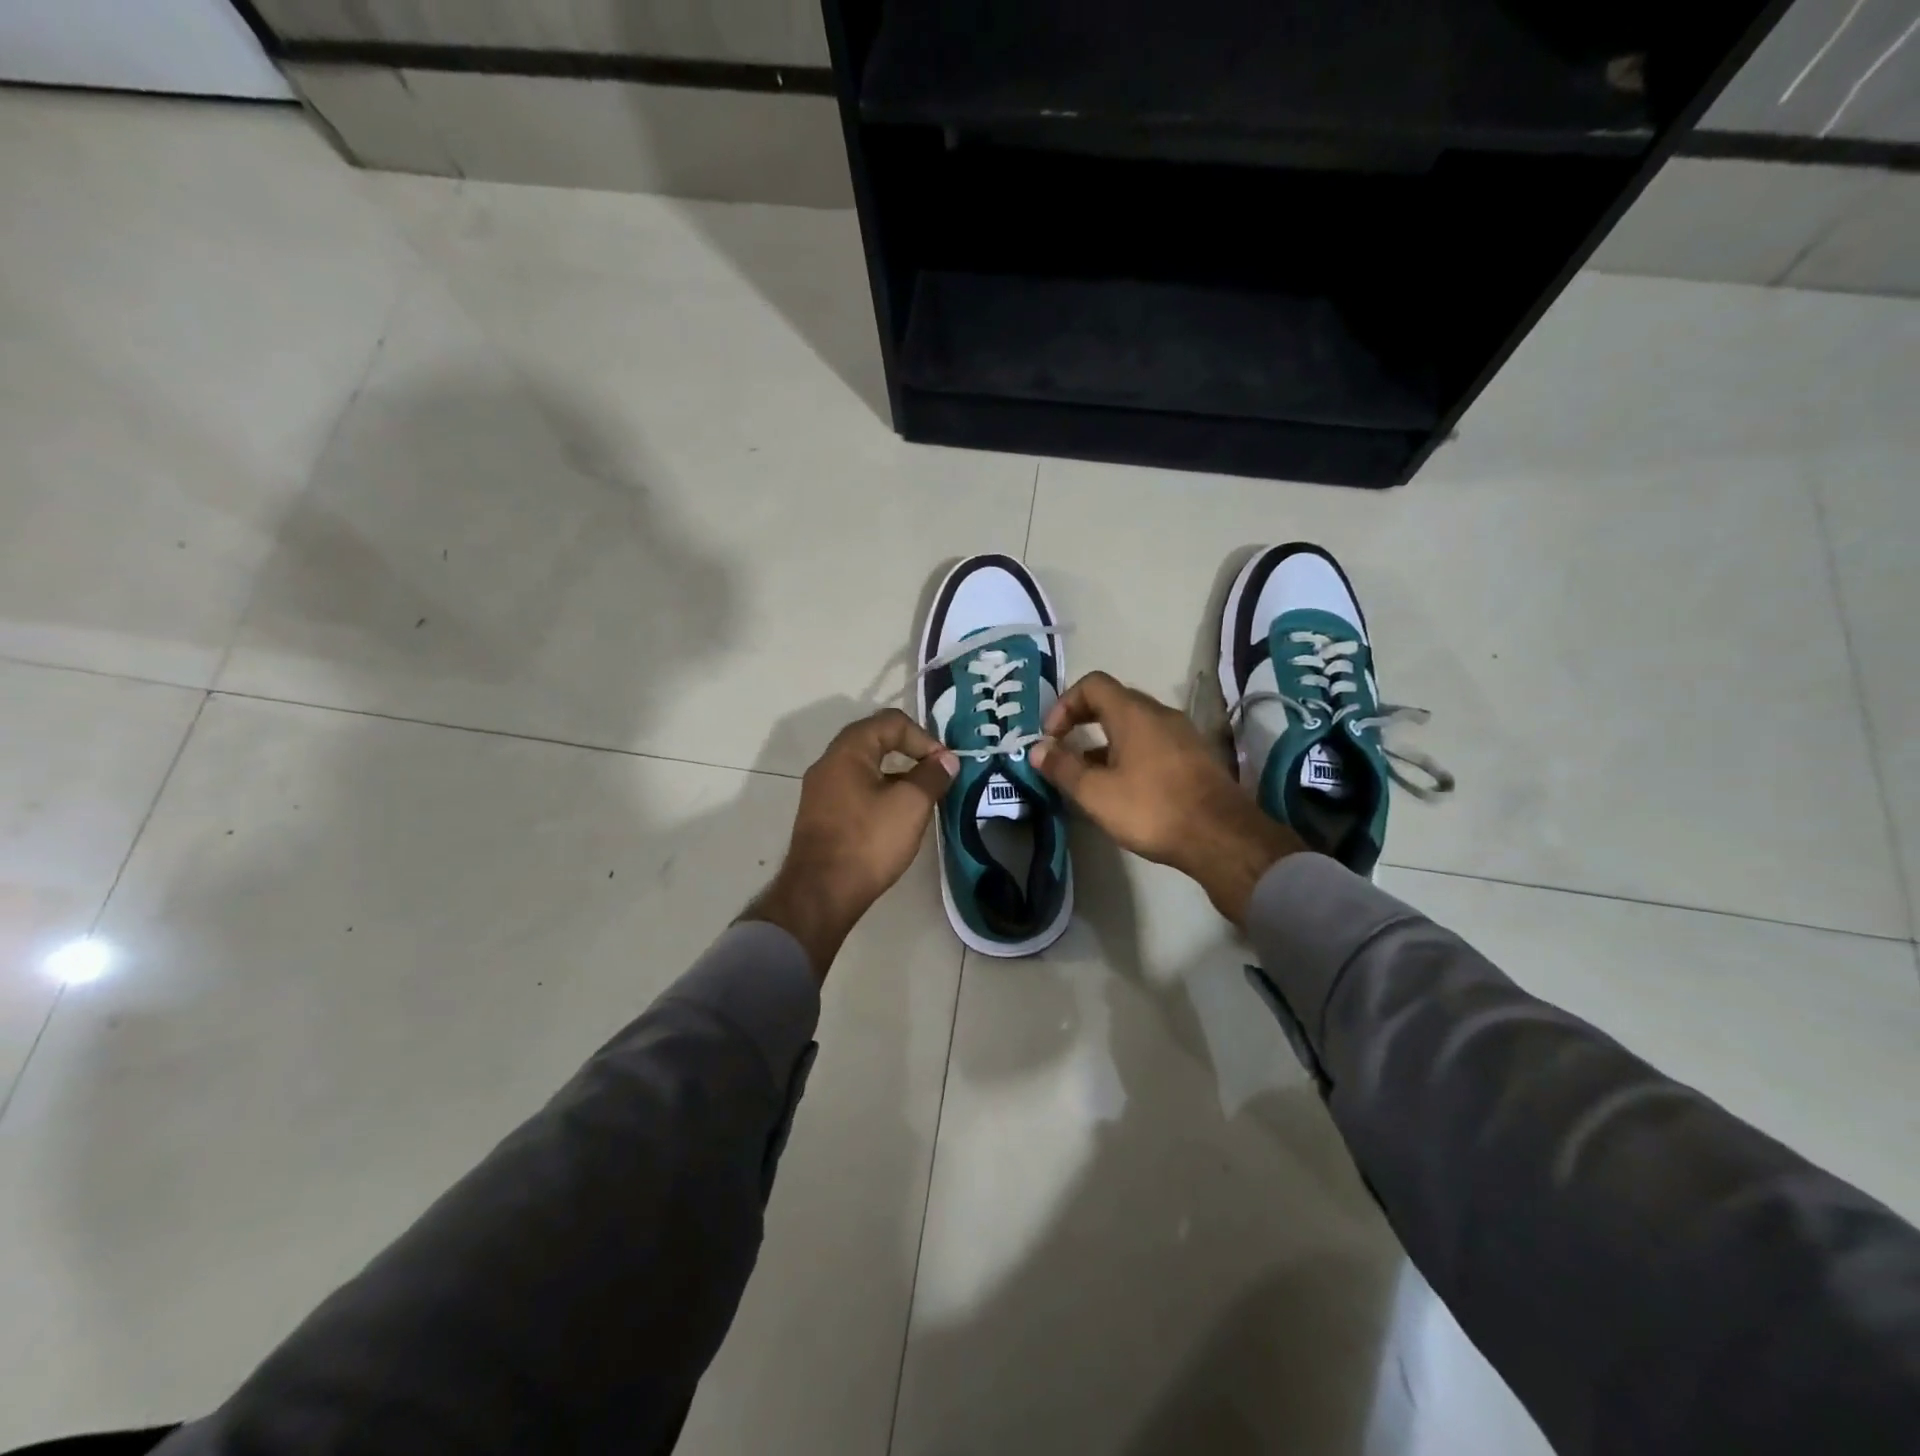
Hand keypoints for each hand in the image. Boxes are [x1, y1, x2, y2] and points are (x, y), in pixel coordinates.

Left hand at [746, 709, 957, 977]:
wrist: (820, 893)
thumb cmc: (868, 841)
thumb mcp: (911, 805)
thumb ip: (932, 776)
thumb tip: (946, 760)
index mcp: (848, 751)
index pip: (890, 722)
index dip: (923, 737)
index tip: (943, 765)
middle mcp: (829, 763)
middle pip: (875, 740)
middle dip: (910, 752)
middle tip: (935, 773)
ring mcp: (821, 791)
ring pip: (866, 768)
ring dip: (897, 775)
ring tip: (922, 797)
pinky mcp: (821, 816)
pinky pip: (855, 790)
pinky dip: (880, 793)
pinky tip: (897, 817)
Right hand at [1030, 672, 1300, 924]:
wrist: (1221, 837)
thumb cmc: (1151, 809)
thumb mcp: (1095, 792)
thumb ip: (1063, 767)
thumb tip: (1037, 749)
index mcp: (1133, 713)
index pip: (1092, 684)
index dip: (1064, 704)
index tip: (1052, 737)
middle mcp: (1160, 714)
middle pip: (1114, 701)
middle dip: (1083, 722)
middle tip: (1066, 752)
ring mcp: (1183, 734)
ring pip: (1135, 725)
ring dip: (1106, 742)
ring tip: (1091, 776)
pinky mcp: (1196, 757)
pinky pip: (1154, 742)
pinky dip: (1130, 754)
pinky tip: (1125, 788)